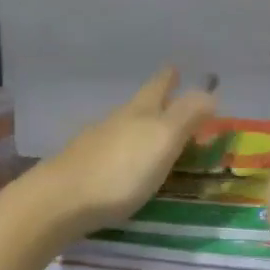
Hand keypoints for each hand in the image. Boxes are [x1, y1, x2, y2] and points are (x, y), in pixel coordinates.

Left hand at [33, 68, 217, 236]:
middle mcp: (115, 121)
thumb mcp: (163, 140)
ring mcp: (93, 145)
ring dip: (139, 127)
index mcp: (139, 112)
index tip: (176, 68)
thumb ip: (187, 116)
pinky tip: (123, 163)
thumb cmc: (121, 170)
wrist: (60, 201)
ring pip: (122, 127)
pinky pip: (109, 151)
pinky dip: (123, 151)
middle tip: (170, 97)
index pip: (158, 87)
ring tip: (152, 133)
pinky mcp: (80, 169)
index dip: (169, 78)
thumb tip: (209, 93)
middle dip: (156, 100)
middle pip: (139, 105)